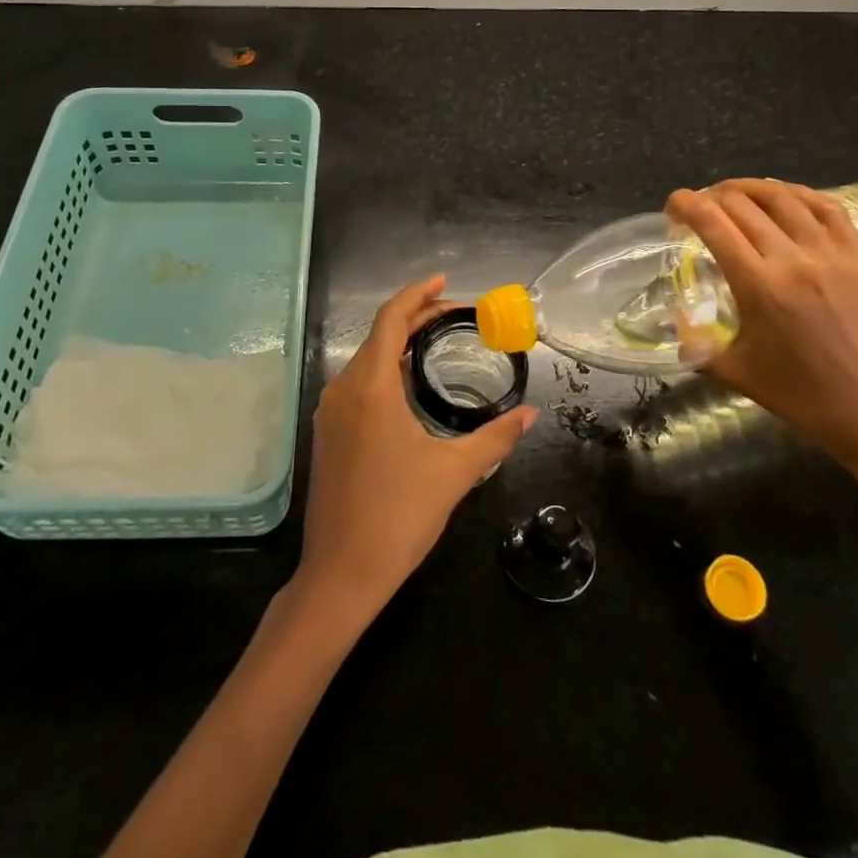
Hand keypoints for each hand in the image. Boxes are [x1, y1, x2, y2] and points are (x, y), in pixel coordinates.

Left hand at [295, 276, 536, 624]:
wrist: (340, 574)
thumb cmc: (399, 518)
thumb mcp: (454, 473)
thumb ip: (495, 437)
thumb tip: (529, 414)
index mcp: (371, 387)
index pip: (390, 320)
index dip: (417, 295)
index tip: (444, 283)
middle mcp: (344, 389)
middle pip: (378, 334)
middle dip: (415, 317)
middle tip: (454, 314)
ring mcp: (330, 411)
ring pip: (365, 358)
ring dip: (398, 343)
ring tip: (436, 342)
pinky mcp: (327, 432)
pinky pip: (357, 382)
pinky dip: (384, 368)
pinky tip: (408, 383)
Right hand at [666, 180, 857, 530]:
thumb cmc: (804, 398)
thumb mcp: (736, 372)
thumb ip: (697, 344)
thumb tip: (678, 322)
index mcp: (758, 285)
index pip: (712, 222)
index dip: (685, 204)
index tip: (672, 207)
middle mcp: (794, 258)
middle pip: (742, 204)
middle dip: (711, 197)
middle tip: (698, 209)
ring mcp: (832, 254)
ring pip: (784, 197)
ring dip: (750, 188)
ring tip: (733, 195)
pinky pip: (828, 208)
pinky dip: (798, 194)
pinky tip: (784, 199)